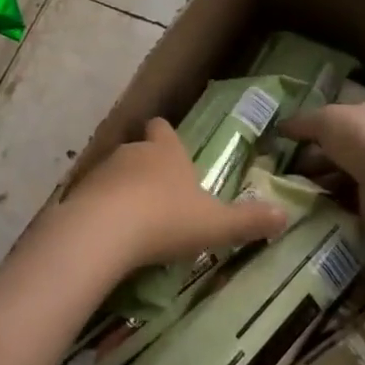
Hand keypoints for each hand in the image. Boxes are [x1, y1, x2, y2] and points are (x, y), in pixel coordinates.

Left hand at [54, 118, 288, 272]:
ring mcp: (102, 170)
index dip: (166, 137)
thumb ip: (249, 221)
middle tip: (161, 198)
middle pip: (139, 151)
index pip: (163, 129)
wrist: (105, 230)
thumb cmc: (167, 219)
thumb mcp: (216, 225)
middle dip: (148, 169)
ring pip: (115, 174)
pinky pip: (94, 197)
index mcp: (166, 152)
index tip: (171, 149)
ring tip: (135, 221)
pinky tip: (110, 235)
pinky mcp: (79, 193)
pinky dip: (102, 210)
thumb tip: (285, 214)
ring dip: (123, 190)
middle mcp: (133, 152)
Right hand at [282, 102, 364, 253]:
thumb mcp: (326, 119)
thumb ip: (302, 122)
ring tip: (287, 193)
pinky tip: (307, 210)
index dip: (310, 128)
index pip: (335, 120)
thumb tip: (281, 126)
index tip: (283, 141)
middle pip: (335, 151)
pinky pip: (345, 204)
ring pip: (338, 178)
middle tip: (279, 171)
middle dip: (309, 160)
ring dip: (316, 185)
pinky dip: (328, 206)